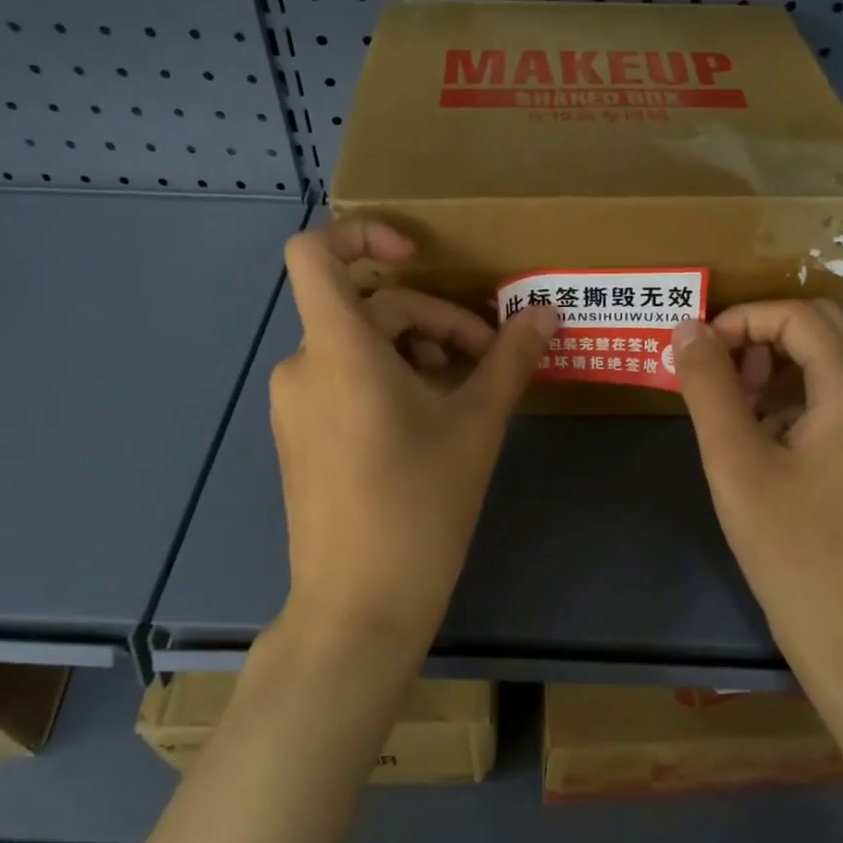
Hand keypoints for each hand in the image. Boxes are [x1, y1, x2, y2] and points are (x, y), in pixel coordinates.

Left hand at [270, 219, 558, 659]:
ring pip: (360, 346)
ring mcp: (296, 404)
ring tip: (468, 392)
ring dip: (418, 351)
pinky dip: (390, 380)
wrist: (358, 607)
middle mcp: (304, 365)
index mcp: (338, 350)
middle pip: (368, 306)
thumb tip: (546, 314)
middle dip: (434, 320)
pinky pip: (345, 380)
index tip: (417, 257)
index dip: (361, 234)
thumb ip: (511, 359)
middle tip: (489, 359)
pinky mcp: (302, 436)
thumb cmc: (419, 506)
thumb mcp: (477, 425)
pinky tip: (433, 420)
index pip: (314, 252)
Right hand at [672, 300, 842, 685]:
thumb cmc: (791, 547)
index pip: (797, 315)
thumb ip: (708, 386)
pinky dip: (797, 394)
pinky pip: (840, 394)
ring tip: (734, 406)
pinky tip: (765, 436)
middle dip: (760, 336)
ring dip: (777, 364)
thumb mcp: (735, 461)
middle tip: (717, 375)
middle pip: (820, 327)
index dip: (740, 320)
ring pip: (831, 359)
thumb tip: (687, 329)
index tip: (698, 353)